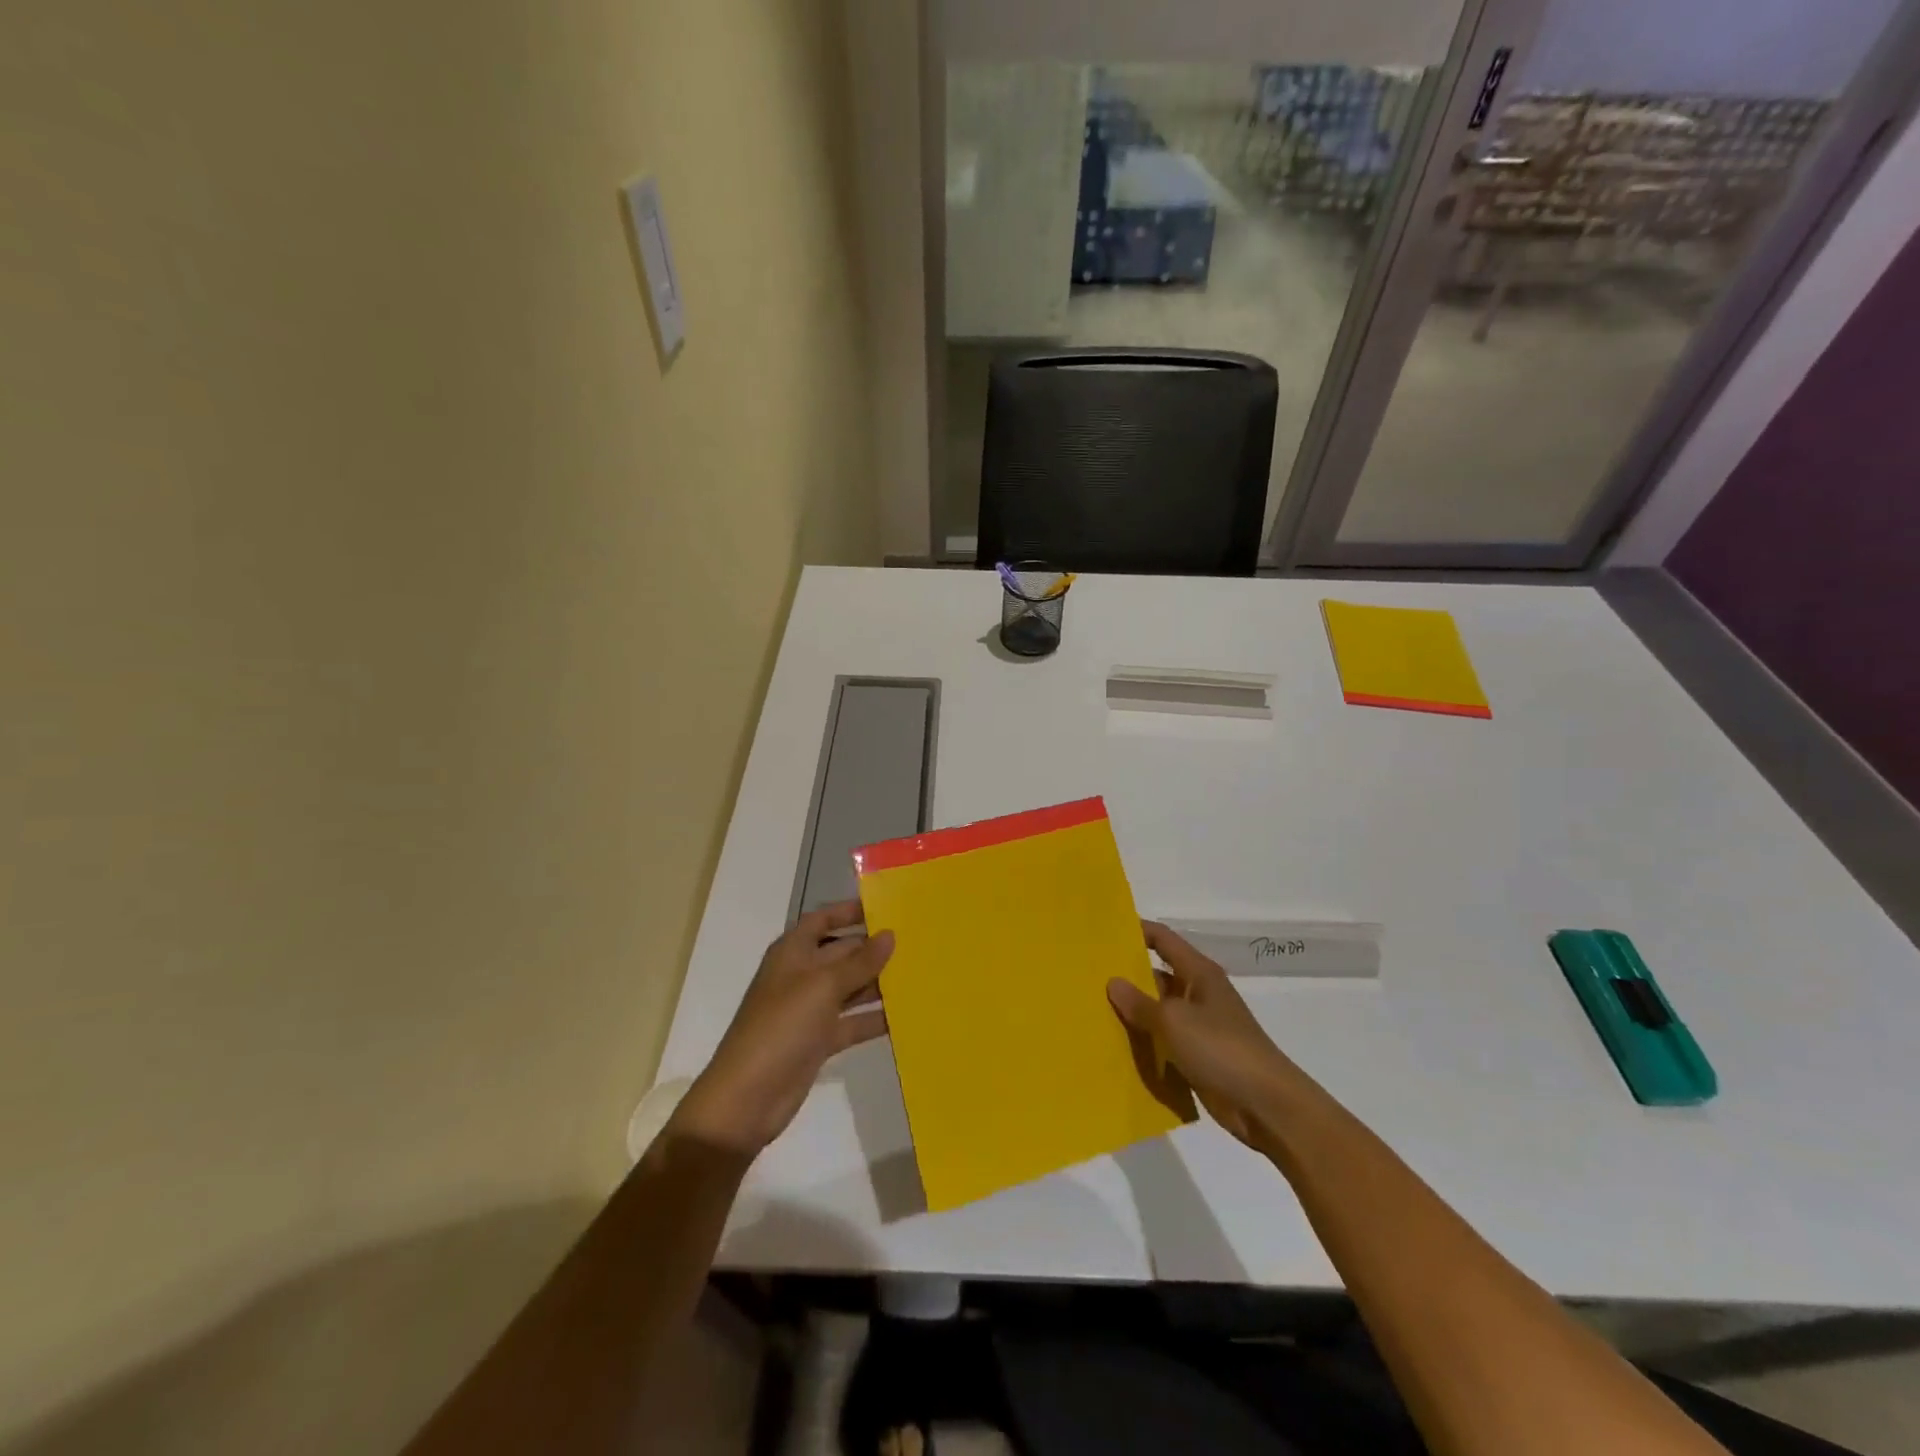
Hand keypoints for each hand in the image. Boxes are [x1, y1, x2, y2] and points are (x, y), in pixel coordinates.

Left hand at [673, 901, 893, 1155]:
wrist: (747, 1098)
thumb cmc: (781, 1027)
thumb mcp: (823, 987)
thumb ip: (859, 962)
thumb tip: (890, 935)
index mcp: (793, 953)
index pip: (822, 920)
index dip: (849, 911)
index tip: (886, 908)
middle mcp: (802, 976)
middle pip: (842, 953)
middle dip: (874, 948)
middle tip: (917, 942)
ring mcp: (811, 1010)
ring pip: (851, 988)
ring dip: (879, 983)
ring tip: (920, 974)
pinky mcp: (819, 1041)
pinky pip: (853, 1022)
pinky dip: (875, 1018)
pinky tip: (906, 1015)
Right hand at [1108, 921, 1297, 1149]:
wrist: (1266, 1105)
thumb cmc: (1221, 1049)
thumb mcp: (1174, 1021)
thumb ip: (1141, 1003)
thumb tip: (1113, 982)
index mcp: (1199, 974)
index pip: (1163, 939)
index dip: (1136, 931)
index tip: (1104, 932)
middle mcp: (1199, 994)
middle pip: (1157, 975)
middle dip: (1126, 976)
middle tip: (1087, 976)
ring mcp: (1199, 1026)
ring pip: (1158, 1011)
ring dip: (1133, 1013)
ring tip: (1092, 1011)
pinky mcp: (1197, 1056)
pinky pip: (1164, 1042)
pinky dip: (1145, 1043)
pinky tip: (1115, 1047)